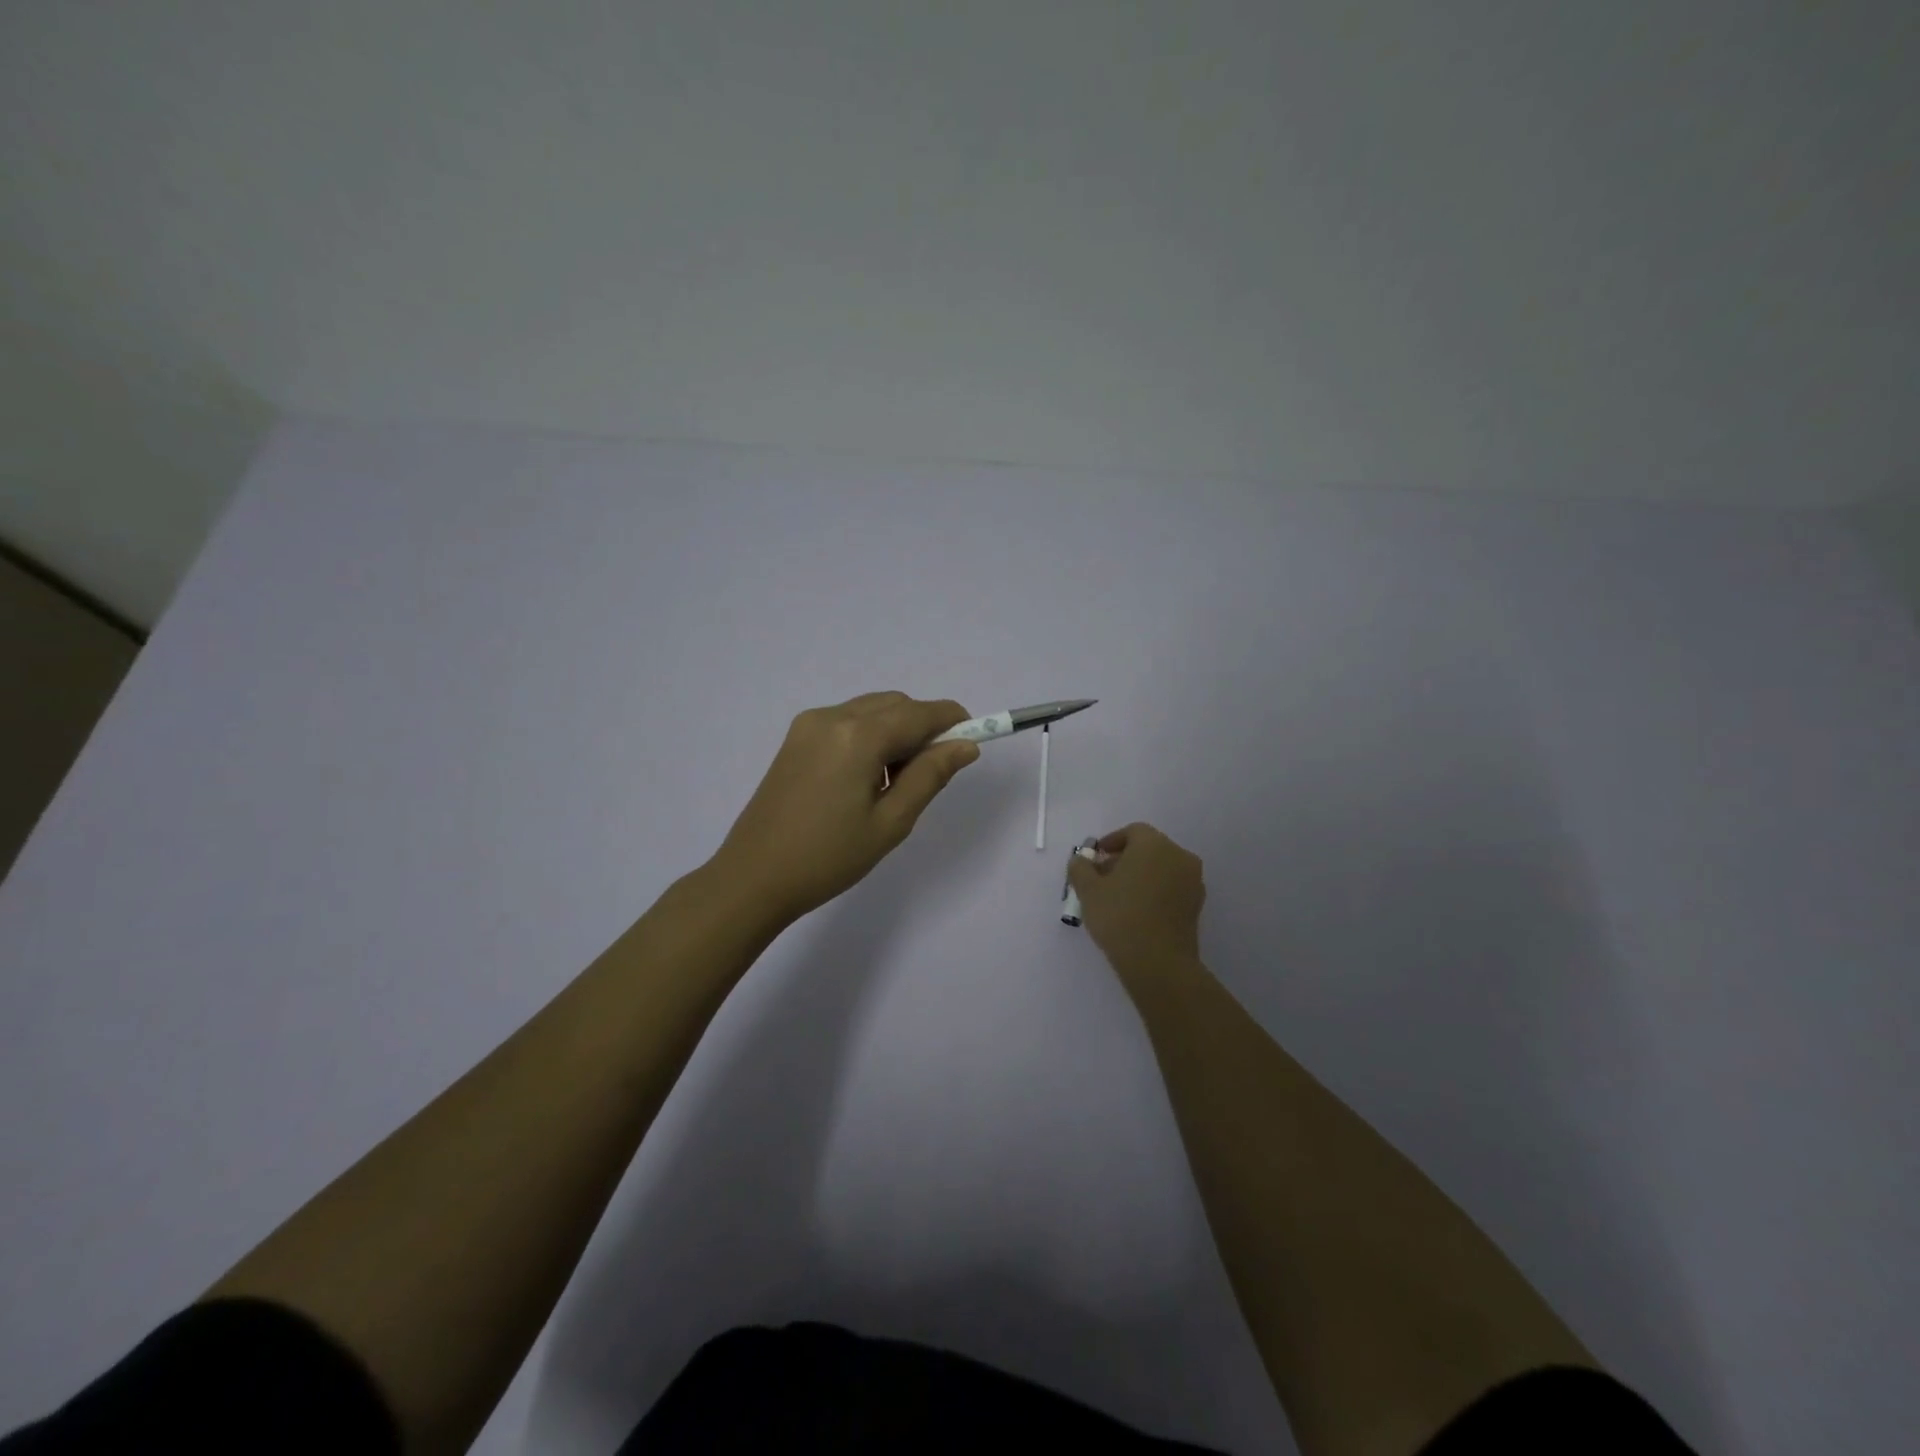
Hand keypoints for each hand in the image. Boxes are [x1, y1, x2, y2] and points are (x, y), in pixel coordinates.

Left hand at [712, 692, 980, 923]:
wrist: (754, 877)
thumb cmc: (828, 857)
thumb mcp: (891, 822)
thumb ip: (930, 776)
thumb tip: (966, 746)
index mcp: (858, 735)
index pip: (919, 713)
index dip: (952, 721)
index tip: (973, 741)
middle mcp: (832, 716)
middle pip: (896, 704)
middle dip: (923, 728)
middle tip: (929, 775)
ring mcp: (809, 724)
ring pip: (872, 710)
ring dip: (896, 732)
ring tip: (893, 783)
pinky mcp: (796, 738)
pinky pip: (847, 721)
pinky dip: (870, 736)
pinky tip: (865, 778)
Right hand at [1067, 822, 1206, 984]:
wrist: (1158, 962)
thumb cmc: (1120, 916)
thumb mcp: (1088, 890)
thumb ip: (1080, 868)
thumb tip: (1081, 861)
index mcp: (1154, 844)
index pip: (1133, 832)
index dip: (1111, 842)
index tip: (1095, 859)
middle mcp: (1179, 856)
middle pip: (1149, 849)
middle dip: (1125, 859)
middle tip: (1103, 879)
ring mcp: (1192, 881)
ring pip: (1162, 869)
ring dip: (1141, 876)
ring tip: (1118, 897)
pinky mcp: (1196, 905)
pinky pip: (1172, 888)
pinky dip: (1155, 892)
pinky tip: (1137, 911)